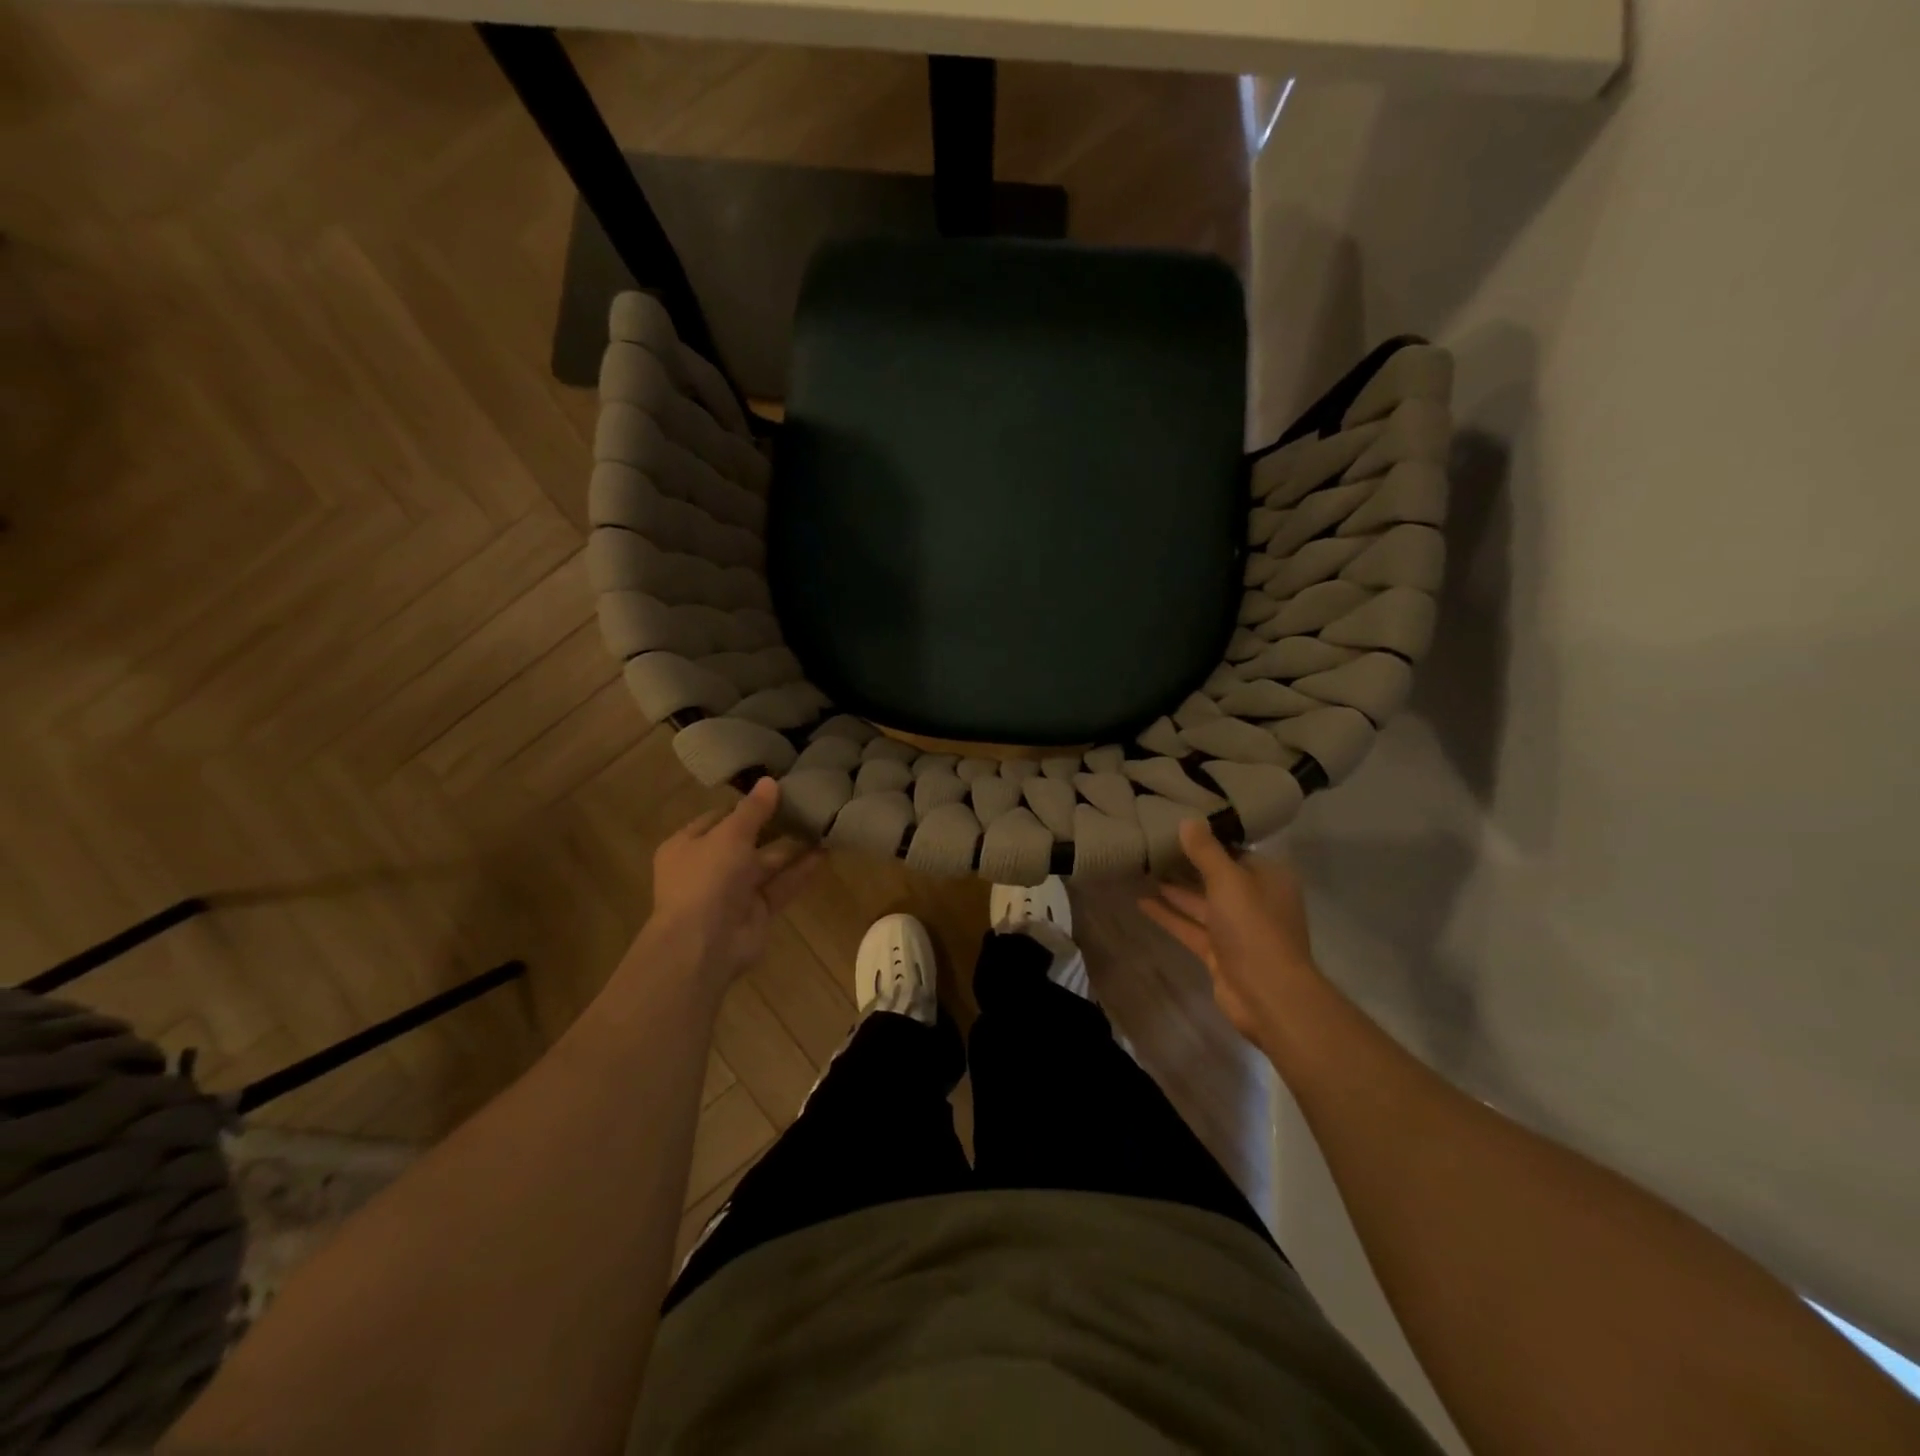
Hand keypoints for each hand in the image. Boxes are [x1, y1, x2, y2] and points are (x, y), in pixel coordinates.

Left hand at [638, 777, 820, 988]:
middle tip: (805, 804)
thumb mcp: (729, 835)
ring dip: (792, 847)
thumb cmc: (707, 879)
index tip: (776, 790)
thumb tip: (770, 781)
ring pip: (767, 864)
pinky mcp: (757, 912)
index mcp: (688, 846)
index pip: (719, 818)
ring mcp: (733, 892)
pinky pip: (781, 885)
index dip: (745, 805)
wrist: (703, 945)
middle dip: (773, 825)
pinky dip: (800, 870)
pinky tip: (825, 852)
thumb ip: (753, 810)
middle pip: (745, 841)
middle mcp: (709, 867)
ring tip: (821, 823)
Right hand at [1139, 818, 1322, 1050]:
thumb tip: (1187, 820)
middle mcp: (1255, 900)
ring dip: (1174, 889)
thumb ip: (1206, 851)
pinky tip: (1141, 901)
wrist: (1267, 994)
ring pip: (1201, 902)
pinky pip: (1190, 927)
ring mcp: (1236, 929)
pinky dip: (1169, 915)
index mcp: (1268, 878)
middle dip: (1187, 864)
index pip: (1236, 850)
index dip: (1208, 839)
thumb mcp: (1229, 880)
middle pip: (1216, 876)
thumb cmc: (1254, 927)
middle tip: (1153, 844)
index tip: (1178, 824)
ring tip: (1142, 868)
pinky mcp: (1218, 952)